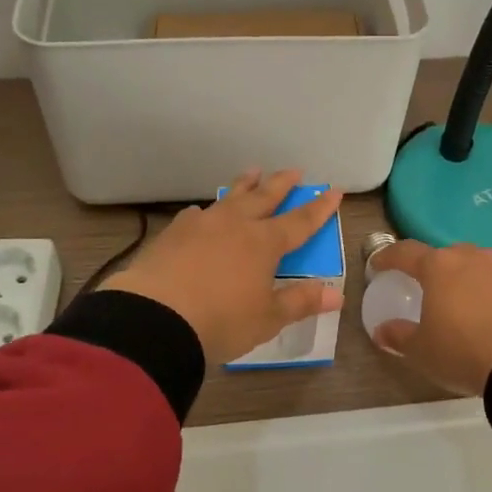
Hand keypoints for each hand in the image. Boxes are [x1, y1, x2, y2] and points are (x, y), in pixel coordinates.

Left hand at [107, 170, 344, 364]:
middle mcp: (235, 224)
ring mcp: (202, 224)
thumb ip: (300, 302)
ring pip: (229, 197)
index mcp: (264, 243)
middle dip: (282, 184)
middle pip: (264, 197)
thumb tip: (337, 295)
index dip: (319, 208)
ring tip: (253, 172)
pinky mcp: (173, 233)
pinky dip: (207, 210)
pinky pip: (197, 214)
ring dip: (245, 184)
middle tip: (294, 170)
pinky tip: (202, 212)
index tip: (333, 191)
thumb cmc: (220, 321)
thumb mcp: (267, 318)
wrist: (154, 318)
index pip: (300, 221)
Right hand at [367, 240, 491, 395]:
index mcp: (438, 266)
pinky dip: (480, 292)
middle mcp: (468, 259)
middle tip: (419, 282)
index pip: (406, 252)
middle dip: (428, 265)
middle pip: (442, 254)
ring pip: (470, 265)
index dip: (388, 257)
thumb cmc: (461, 350)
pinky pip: (491, 283)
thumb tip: (382, 331)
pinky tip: (478, 313)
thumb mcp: (421, 349)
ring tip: (450, 297)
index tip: (377, 265)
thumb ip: (399, 336)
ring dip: (458, 276)